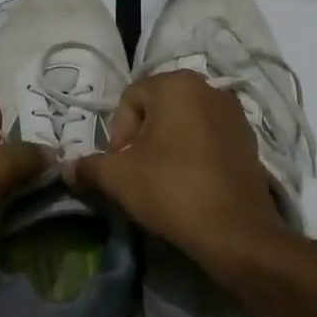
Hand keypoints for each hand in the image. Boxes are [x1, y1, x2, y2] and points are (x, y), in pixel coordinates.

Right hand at [65, 70, 289, 287]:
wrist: (236, 232)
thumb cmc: (172, 189)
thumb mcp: (119, 178)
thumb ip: (89, 167)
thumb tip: (67, 169)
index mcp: (177, 84)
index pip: (130, 99)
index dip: (118, 133)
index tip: (121, 166)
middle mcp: (209, 88)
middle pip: (158, 109)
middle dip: (142, 139)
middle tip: (137, 174)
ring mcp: (234, 113)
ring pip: (184, 124)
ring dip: (167, 147)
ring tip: (162, 181)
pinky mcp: (249, 140)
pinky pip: (208, 139)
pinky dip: (194, 155)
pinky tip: (189, 185)